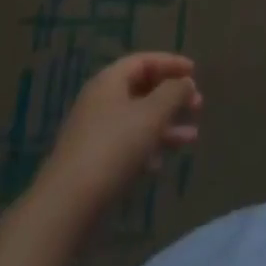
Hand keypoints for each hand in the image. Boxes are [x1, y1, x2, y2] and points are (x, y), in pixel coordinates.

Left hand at [38, 53, 202, 219]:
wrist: (67, 205)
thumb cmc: (113, 148)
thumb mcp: (151, 115)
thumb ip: (173, 93)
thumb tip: (185, 82)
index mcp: (109, 81)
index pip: (144, 61)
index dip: (171, 63)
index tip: (195, 72)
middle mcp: (100, 100)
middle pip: (142, 89)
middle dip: (172, 97)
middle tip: (198, 105)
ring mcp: (95, 132)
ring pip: (138, 119)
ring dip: (166, 125)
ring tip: (192, 137)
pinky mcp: (93, 161)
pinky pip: (127, 143)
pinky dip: (148, 146)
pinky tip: (162, 163)